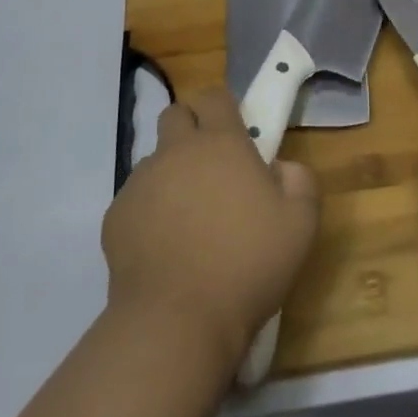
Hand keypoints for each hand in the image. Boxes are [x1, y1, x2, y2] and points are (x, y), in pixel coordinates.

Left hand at [102, 86, 318, 368]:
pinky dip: (149, 212)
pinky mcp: (116, 216)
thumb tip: (283, 168)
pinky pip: (135, 200)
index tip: (236, 132)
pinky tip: (164, 248)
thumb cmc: (247, 265)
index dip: (224, 107)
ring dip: (171, 174)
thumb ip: (300, 182)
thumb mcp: (300, 226)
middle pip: (176, 115)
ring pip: (154, 160)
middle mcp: (176, 151)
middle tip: (211, 167)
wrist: (177, 320)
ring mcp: (141, 182)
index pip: (214, 96)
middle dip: (190, 128)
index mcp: (221, 143)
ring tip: (188, 219)